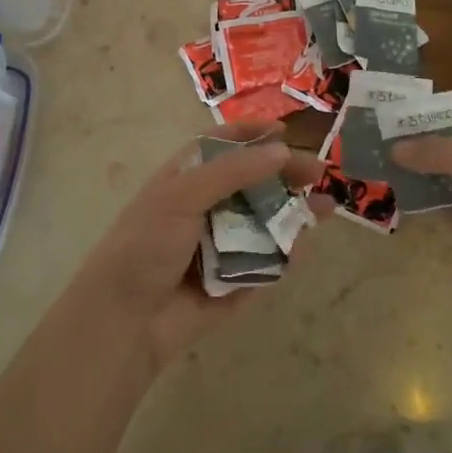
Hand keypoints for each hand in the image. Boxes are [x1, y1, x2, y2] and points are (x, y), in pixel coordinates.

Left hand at [57, 123, 326, 370]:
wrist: (125, 320)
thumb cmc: (145, 246)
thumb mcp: (181, 196)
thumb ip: (233, 171)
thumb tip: (282, 150)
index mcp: (184, 181)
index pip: (220, 147)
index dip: (251, 136)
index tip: (284, 131)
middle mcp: (205, 209)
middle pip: (253, 183)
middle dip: (285, 174)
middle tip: (318, 172)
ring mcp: (222, 247)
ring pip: (265, 223)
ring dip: (295, 213)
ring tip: (327, 207)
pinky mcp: (235, 282)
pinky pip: (267, 263)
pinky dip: (286, 255)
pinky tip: (303, 246)